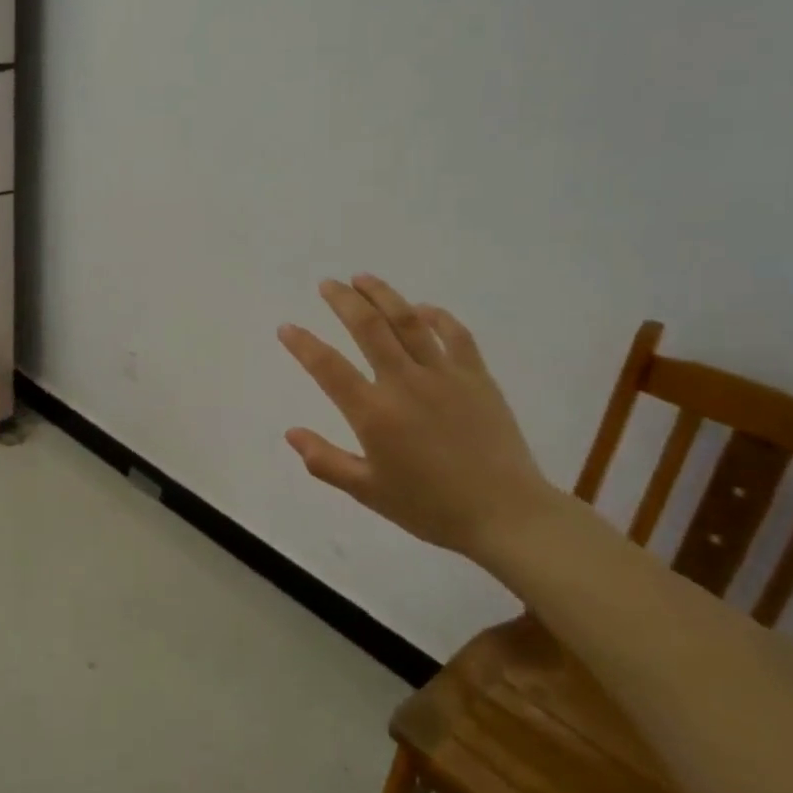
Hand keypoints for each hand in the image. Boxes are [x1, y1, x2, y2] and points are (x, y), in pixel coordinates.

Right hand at [278, 274, 563, 554]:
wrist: (505, 514)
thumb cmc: (430, 508)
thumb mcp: (368, 492)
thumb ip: (325, 461)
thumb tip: (291, 433)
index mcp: (374, 413)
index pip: (328, 367)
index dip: (303, 344)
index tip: (287, 327)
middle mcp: (404, 383)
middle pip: (368, 327)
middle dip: (343, 300)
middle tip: (327, 284)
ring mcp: (444, 375)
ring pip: (407, 320)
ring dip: (382, 294)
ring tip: (363, 278)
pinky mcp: (476, 376)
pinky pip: (455, 334)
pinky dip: (436, 316)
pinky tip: (422, 308)